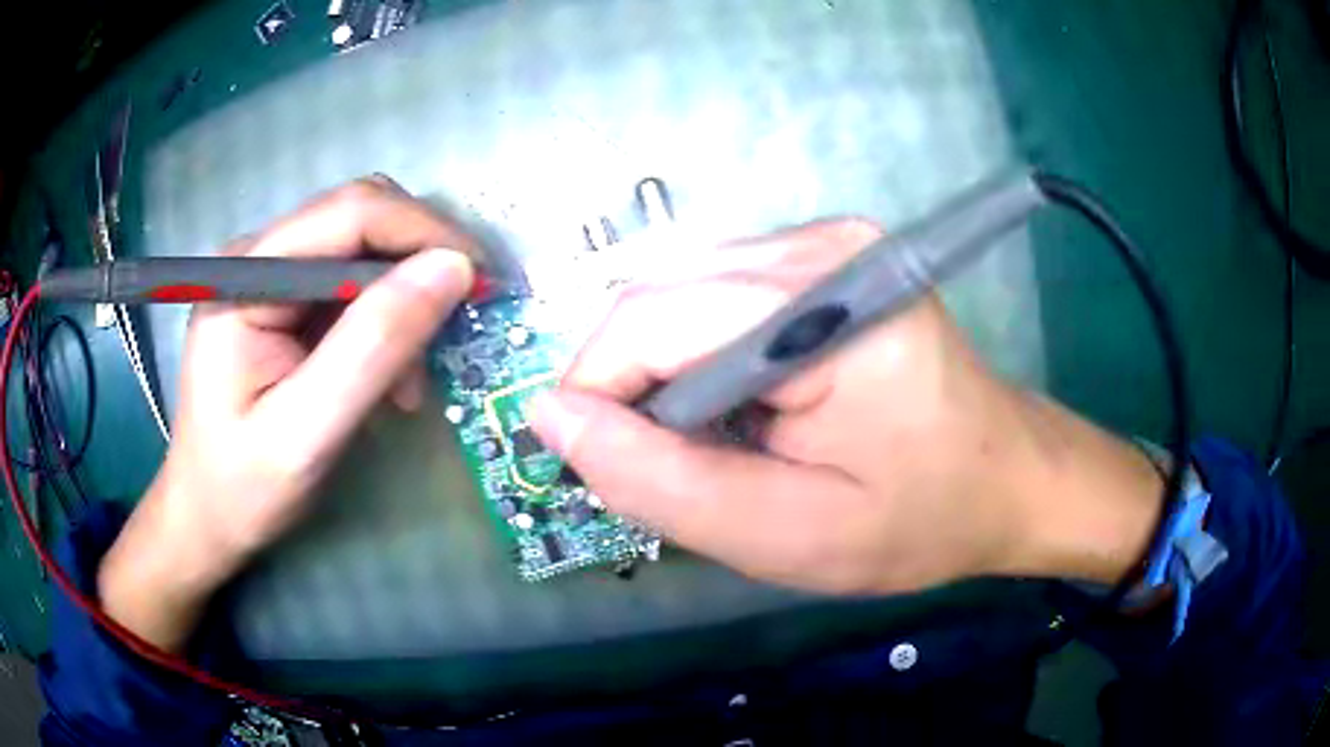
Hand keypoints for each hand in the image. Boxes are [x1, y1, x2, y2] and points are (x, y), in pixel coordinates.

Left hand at [100, 177, 475, 650]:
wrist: (206, 519)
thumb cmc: (241, 489)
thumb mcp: (306, 432)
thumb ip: (372, 348)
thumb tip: (452, 270)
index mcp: (248, 276)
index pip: (351, 214)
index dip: (424, 233)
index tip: (481, 282)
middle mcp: (260, 258)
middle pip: (361, 220)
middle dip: (420, 262)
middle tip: (462, 320)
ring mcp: (272, 278)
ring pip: (365, 252)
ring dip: (405, 301)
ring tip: (414, 379)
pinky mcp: (286, 305)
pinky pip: (355, 290)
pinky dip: (388, 326)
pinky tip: (391, 380)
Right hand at [533, 219, 1164, 594]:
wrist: (1007, 479)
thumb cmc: (920, 519)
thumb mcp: (786, 535)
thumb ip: (660, 482)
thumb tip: (552, 418)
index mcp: (826, 307)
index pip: (650, 319)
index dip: (598, 393)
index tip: (604, 469)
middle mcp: (819, 245)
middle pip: (657, 298)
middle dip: (633, 387)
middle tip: (674, 467)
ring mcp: (822, 242)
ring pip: (676, 296)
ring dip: (667, 375)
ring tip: (722, 442)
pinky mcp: (821, 259)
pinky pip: (712, 299)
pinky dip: (700, 358)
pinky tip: (746, 406)